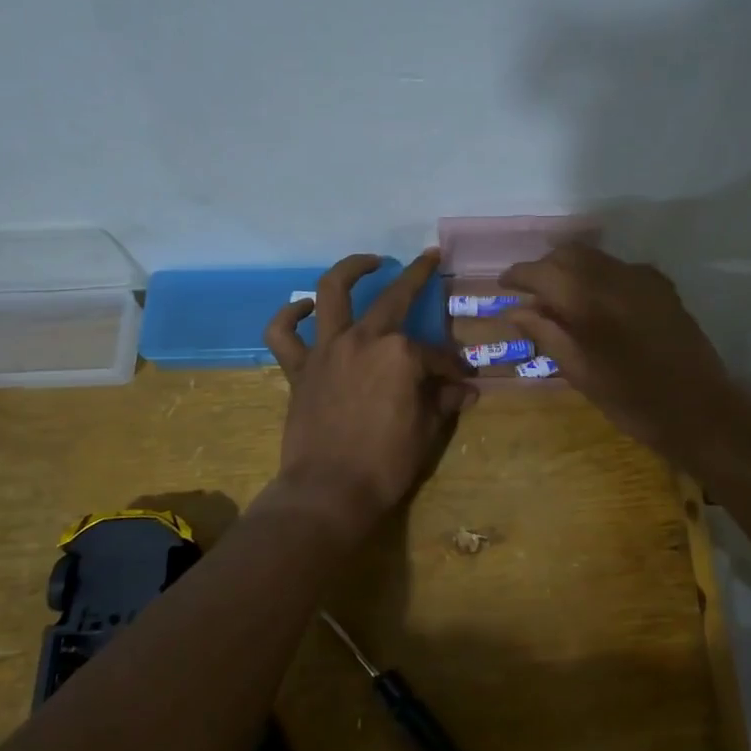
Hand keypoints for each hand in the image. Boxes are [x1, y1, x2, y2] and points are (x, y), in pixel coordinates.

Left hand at [264, 251, 473, 531]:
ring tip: (368, 261)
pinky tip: (304, 309)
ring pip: (331, 292)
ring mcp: (327, 350)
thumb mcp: (428, 431)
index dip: (451, 368)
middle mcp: (364, 339)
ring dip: (350, 269)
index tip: (461, 380)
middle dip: (416, 275)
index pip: (435, 355)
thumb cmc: (386, 463)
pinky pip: (283, 333)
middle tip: (427, 260)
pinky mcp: (299, 368)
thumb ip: (444, 401)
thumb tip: (467, 389)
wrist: (329, 491)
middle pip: (394, 298)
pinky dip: (290, 316)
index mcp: (401, 354)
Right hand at [499, 245, 750, 461]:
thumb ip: (546, 333)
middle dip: (545, 268)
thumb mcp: (579, 372)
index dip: (518, 275)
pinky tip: (598, 304)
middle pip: (568, 254)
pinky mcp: (662, 286)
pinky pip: (620, 268)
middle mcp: (614, 276)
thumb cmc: (631, 401)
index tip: (504, 286)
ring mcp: (642, 277)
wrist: (699, 410)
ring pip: (594, 257)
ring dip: (572, 270)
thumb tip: (517, 310)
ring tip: (561, 300)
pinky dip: (600, 277)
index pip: (542, 271)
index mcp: (588, 299)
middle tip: (531, 295)